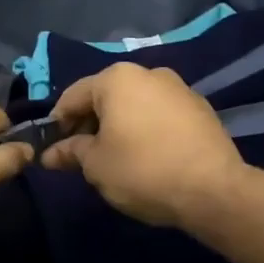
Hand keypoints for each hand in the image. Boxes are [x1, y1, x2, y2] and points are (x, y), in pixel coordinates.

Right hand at [39, 63, 244, 227]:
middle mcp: (149, 73)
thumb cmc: (142, 170)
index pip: (73, 96)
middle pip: (106, 97)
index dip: (58, 123)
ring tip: (114, 158)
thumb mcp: (96, 165)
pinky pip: (160, 115)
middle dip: (89, 124)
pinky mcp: (200, 109)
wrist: (213, 189)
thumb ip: (71, 152)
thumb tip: (50, 154)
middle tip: (81, 156)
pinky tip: (146, 156)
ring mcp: (179, 88)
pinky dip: (146, 129)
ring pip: (135, 105)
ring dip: (119, 126)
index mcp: (117, 78)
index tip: (53, 149)